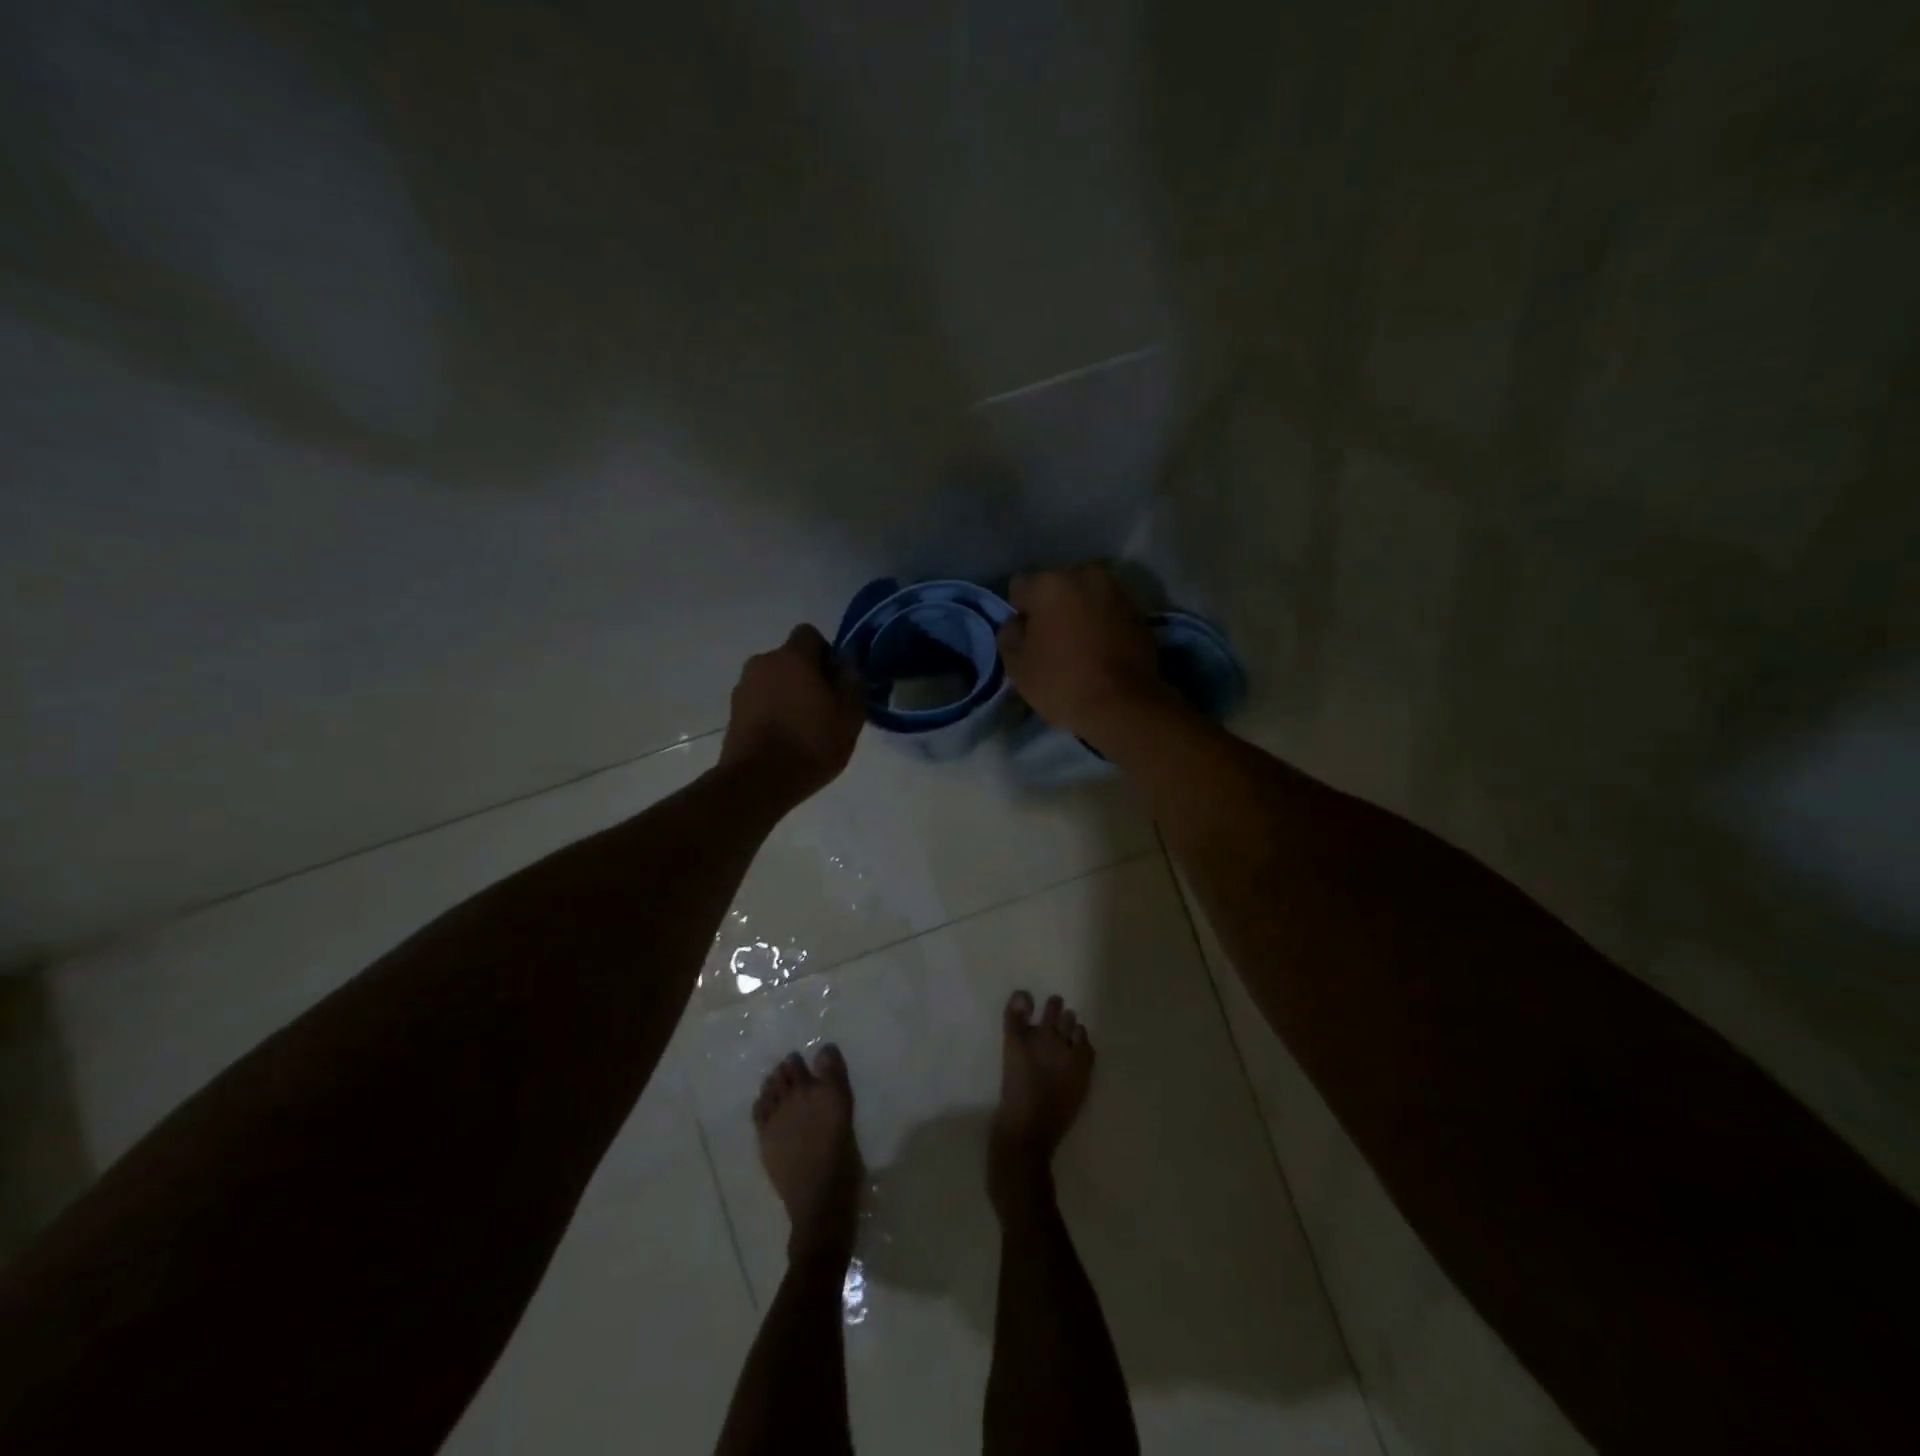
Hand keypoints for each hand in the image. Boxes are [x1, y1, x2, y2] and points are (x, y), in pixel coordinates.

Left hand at [720, 625, 865, 803]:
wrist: (757, 782)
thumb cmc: (810, 745)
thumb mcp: (849, 716)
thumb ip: (852, 682)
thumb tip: (848, 662)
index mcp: (793, 657)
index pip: (810, 635)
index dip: (826, 654)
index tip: (836, 682)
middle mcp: (763, 663)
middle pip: (790, 659)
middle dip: (807, 676)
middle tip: (824, 708)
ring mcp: (743, 687)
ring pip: (773, 681)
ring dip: (788, 694)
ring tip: (803, 728)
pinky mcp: (733, 712)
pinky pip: (760, 701)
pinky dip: (772, 711)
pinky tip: (784, 738)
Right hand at [996, 565, 1175, 741]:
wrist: (1124, 704)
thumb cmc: (1062, 682)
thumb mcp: (1017, 666)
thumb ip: (1009, 635)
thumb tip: (1018, 623)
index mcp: (1049, 583)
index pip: (1020, 588)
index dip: (1019, 613)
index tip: (1026, 639)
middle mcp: (1085, 575)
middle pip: (1056, 587)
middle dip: (1051, 608)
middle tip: (1053, 643)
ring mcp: (1117, 591)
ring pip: (1085, 597)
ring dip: (1079, 614)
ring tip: (1080, 648)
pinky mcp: (1139, 611)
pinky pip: (1108, 612)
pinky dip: (1102, 624)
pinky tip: (1102, 651)